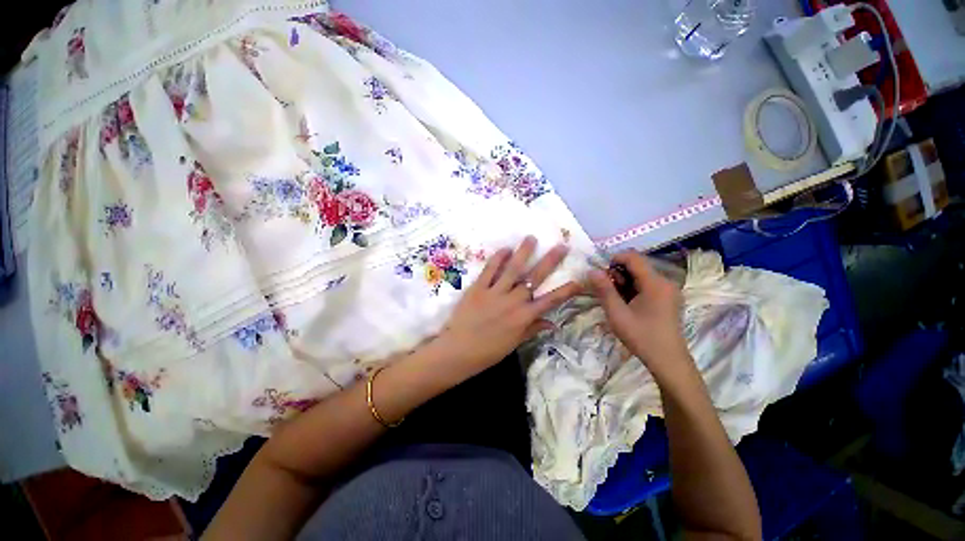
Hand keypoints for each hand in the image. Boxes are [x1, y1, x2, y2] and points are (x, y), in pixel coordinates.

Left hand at [433, 236, 580, 385]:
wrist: (459, 351)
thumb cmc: (488, 351)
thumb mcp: (514, 343)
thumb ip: (532, 329)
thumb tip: (552, 323)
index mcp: (524, 317)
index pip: (551, 301)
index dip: (566, 290)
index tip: (579, 280)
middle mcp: (513, 301)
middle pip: (535, 278)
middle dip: (550, 261)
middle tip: (561, 246)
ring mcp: (495, 293)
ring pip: (513, 269)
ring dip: (524, 252)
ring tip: (531, 238)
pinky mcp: (478, 288)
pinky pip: (490, 270)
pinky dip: (498, 258)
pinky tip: (505, 249)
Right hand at [588, 251, 688, 379]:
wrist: (668, 361)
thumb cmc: (641, 337)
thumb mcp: (617, 313)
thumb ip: (604, 290)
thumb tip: (592, 271)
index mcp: (655, 283)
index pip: (633, 257)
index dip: (614, 259)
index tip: (601, 274)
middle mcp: (665, 282)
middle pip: (637, 265)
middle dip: (618, 273)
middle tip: (606, 290)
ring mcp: (669, 290)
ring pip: (641, 275)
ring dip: (625, 281)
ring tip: (615, 299)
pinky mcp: (668, 298)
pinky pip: (647, 284)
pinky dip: (633, 288)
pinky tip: (627, 303)